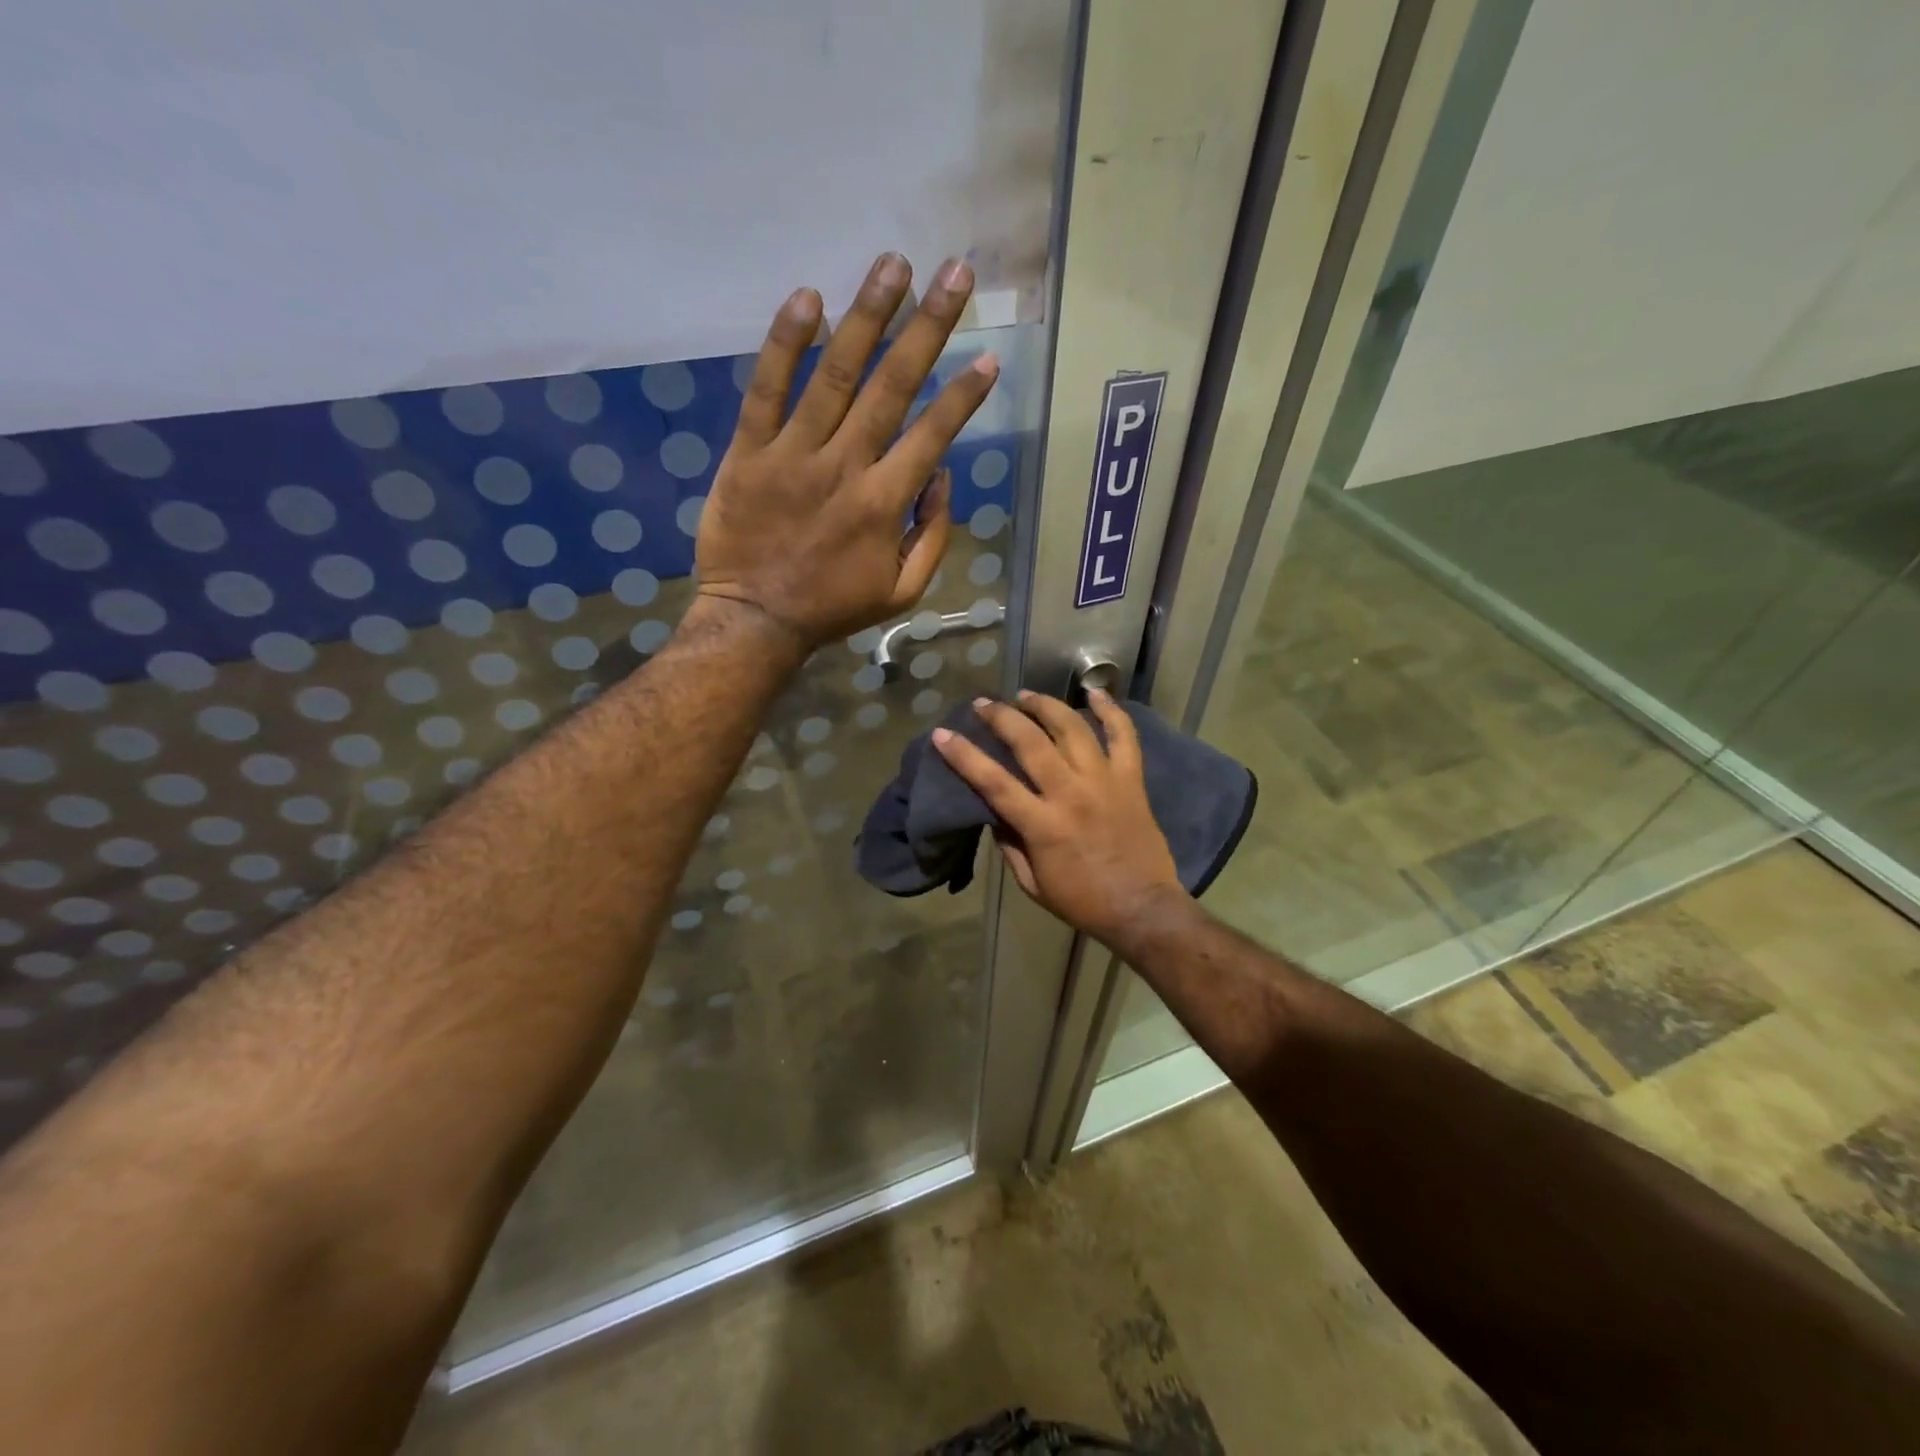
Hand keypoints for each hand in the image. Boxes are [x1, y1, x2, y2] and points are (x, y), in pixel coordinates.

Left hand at [695, 253, 999, 650]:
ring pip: (835, 374)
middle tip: (956, 274)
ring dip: (867, 315)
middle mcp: (845, 466)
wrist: (755, 620)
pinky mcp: (748, 450)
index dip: (964, 395)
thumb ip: (932, 535)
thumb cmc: (833, 607)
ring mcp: (793, 454)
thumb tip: (941, 476)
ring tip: (894, 264)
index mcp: (885, 503)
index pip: (933, 434)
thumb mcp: (903, 591)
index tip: (990, 358)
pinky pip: (766, 389)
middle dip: (929, 327)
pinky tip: (807, 298)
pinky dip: (785, 343)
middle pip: (892, 386)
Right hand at [932, 690, 1186, 945]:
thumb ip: (1010, 844)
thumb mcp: (1032, 883)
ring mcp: (1105, 781)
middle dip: (1002, 717)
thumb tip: (993, 811)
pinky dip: (1111, 711)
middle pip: (1030, 742)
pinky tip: (1095, 693)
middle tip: (983, 704)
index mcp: (1043, 825)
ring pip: (1073, 729)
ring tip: (1026, 695)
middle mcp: (1071, 794)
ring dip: (1046, 706)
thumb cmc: (1082, 901)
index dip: (964, 755)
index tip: (942, 733)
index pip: (993, 782)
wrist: (1143, 909)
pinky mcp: (1131, 780)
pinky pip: (1124, 736)